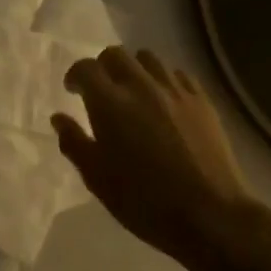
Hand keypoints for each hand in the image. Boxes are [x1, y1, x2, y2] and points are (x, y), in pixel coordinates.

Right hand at [53, 48, 266, 261]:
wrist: (210, 215)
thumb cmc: (144, 201)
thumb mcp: (96, 178)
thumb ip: (74, 142)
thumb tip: (59, 118)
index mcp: (109, 103)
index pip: (85, 68)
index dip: (75, 76)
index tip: (73, 91)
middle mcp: (141, 86)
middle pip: (116, 54)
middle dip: (103, 67)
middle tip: (101, 91)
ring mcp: (175, 91)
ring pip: (148, 58)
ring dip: (134, 69)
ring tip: (133, 92)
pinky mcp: (202, 101)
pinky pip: (177, 74)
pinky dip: (164, 80)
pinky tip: (164, 101)